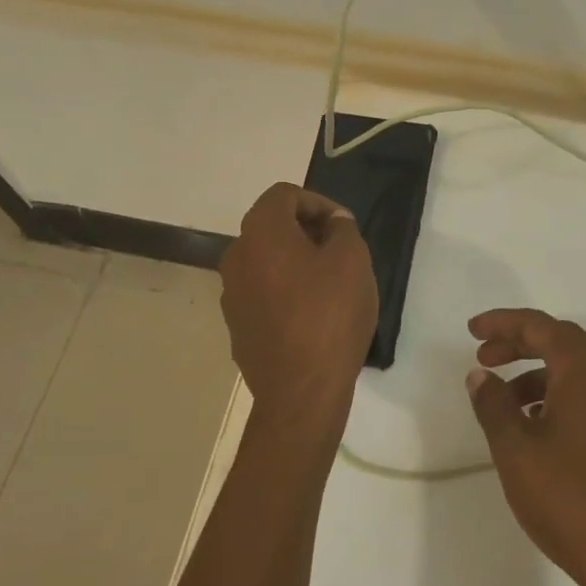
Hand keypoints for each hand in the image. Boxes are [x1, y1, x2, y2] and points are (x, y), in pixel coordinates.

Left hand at [220, 183, 377, 429]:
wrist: (301, 390)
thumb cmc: (330, 315)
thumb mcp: (353, 260)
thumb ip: (343, 229)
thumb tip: (332, 223)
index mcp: (261, 233)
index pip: (284, 194)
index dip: (318, 202)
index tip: (344, 227)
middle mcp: (236, 257)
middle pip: (270, 227)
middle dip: (306, 231)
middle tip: (339, 252)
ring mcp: (231, 294)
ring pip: (265, 262)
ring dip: (294, 263)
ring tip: (328, 285)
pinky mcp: (237, 326)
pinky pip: (262, 294)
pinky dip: (284, 292)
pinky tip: (311, 316)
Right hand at [465, 309, 585, 585]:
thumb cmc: (568, 496)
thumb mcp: (516, 449)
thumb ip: (494, 404)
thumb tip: (481, 375)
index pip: (541, 326)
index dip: (503, 322)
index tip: (471, 331)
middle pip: (561, 341)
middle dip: (519, 343)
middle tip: (483, 356)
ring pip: (576, 369)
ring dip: (536, 373)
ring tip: (502, 399)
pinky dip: (557, 394)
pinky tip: (534, 423)